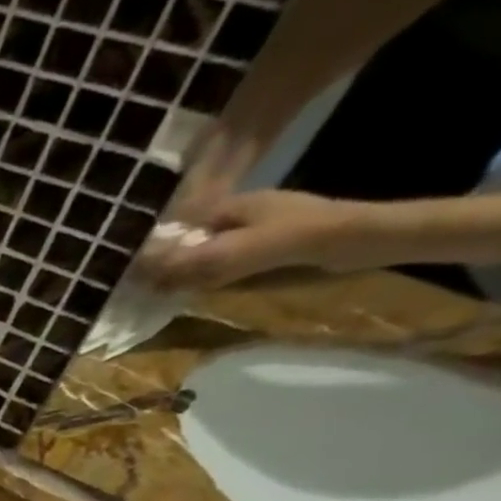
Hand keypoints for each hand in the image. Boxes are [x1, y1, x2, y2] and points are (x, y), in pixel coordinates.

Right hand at [138, 189, 364, 290]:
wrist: (364, 239)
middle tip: (146, 289)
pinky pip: (227, 264)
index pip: (181, 226)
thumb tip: (138, 271)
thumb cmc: (300, 237)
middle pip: (193, 241)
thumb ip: (189, 261)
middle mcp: (242, 214)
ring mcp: (259, 230)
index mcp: (233, 206)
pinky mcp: (272, 248)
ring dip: (188, 272)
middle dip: (171, 262)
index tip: (135, 274)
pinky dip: (210, 277)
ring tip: (164, 294)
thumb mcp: (237, 252)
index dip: (157, 249)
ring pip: (208, 253)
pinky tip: (201, 291)